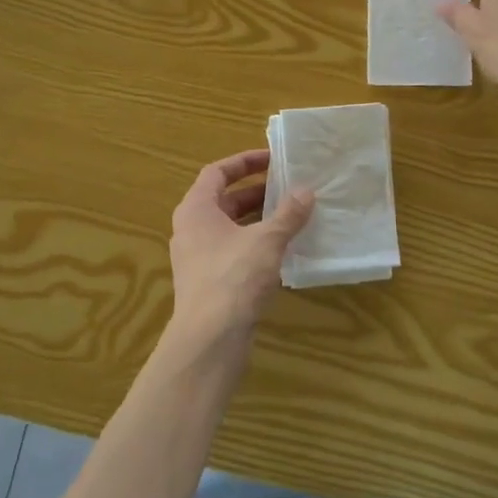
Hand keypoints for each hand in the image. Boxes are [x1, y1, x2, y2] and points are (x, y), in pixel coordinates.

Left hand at [168, 149, 313, 347]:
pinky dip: (255, 244)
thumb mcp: (266, 240)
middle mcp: (191, 229)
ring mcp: (197, 257)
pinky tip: (282, 250)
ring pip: (230, 228)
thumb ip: (288, 214)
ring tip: (291, 215)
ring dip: (258, 219)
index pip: (217, 173)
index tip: (272, 159)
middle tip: (289, 187)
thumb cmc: (233, 278)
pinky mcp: (209, 281)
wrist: (210, 338)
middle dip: (256, 192)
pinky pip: (233, 251)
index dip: (244, 162)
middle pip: (224, 200)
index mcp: (196, 209)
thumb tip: (306, 191)